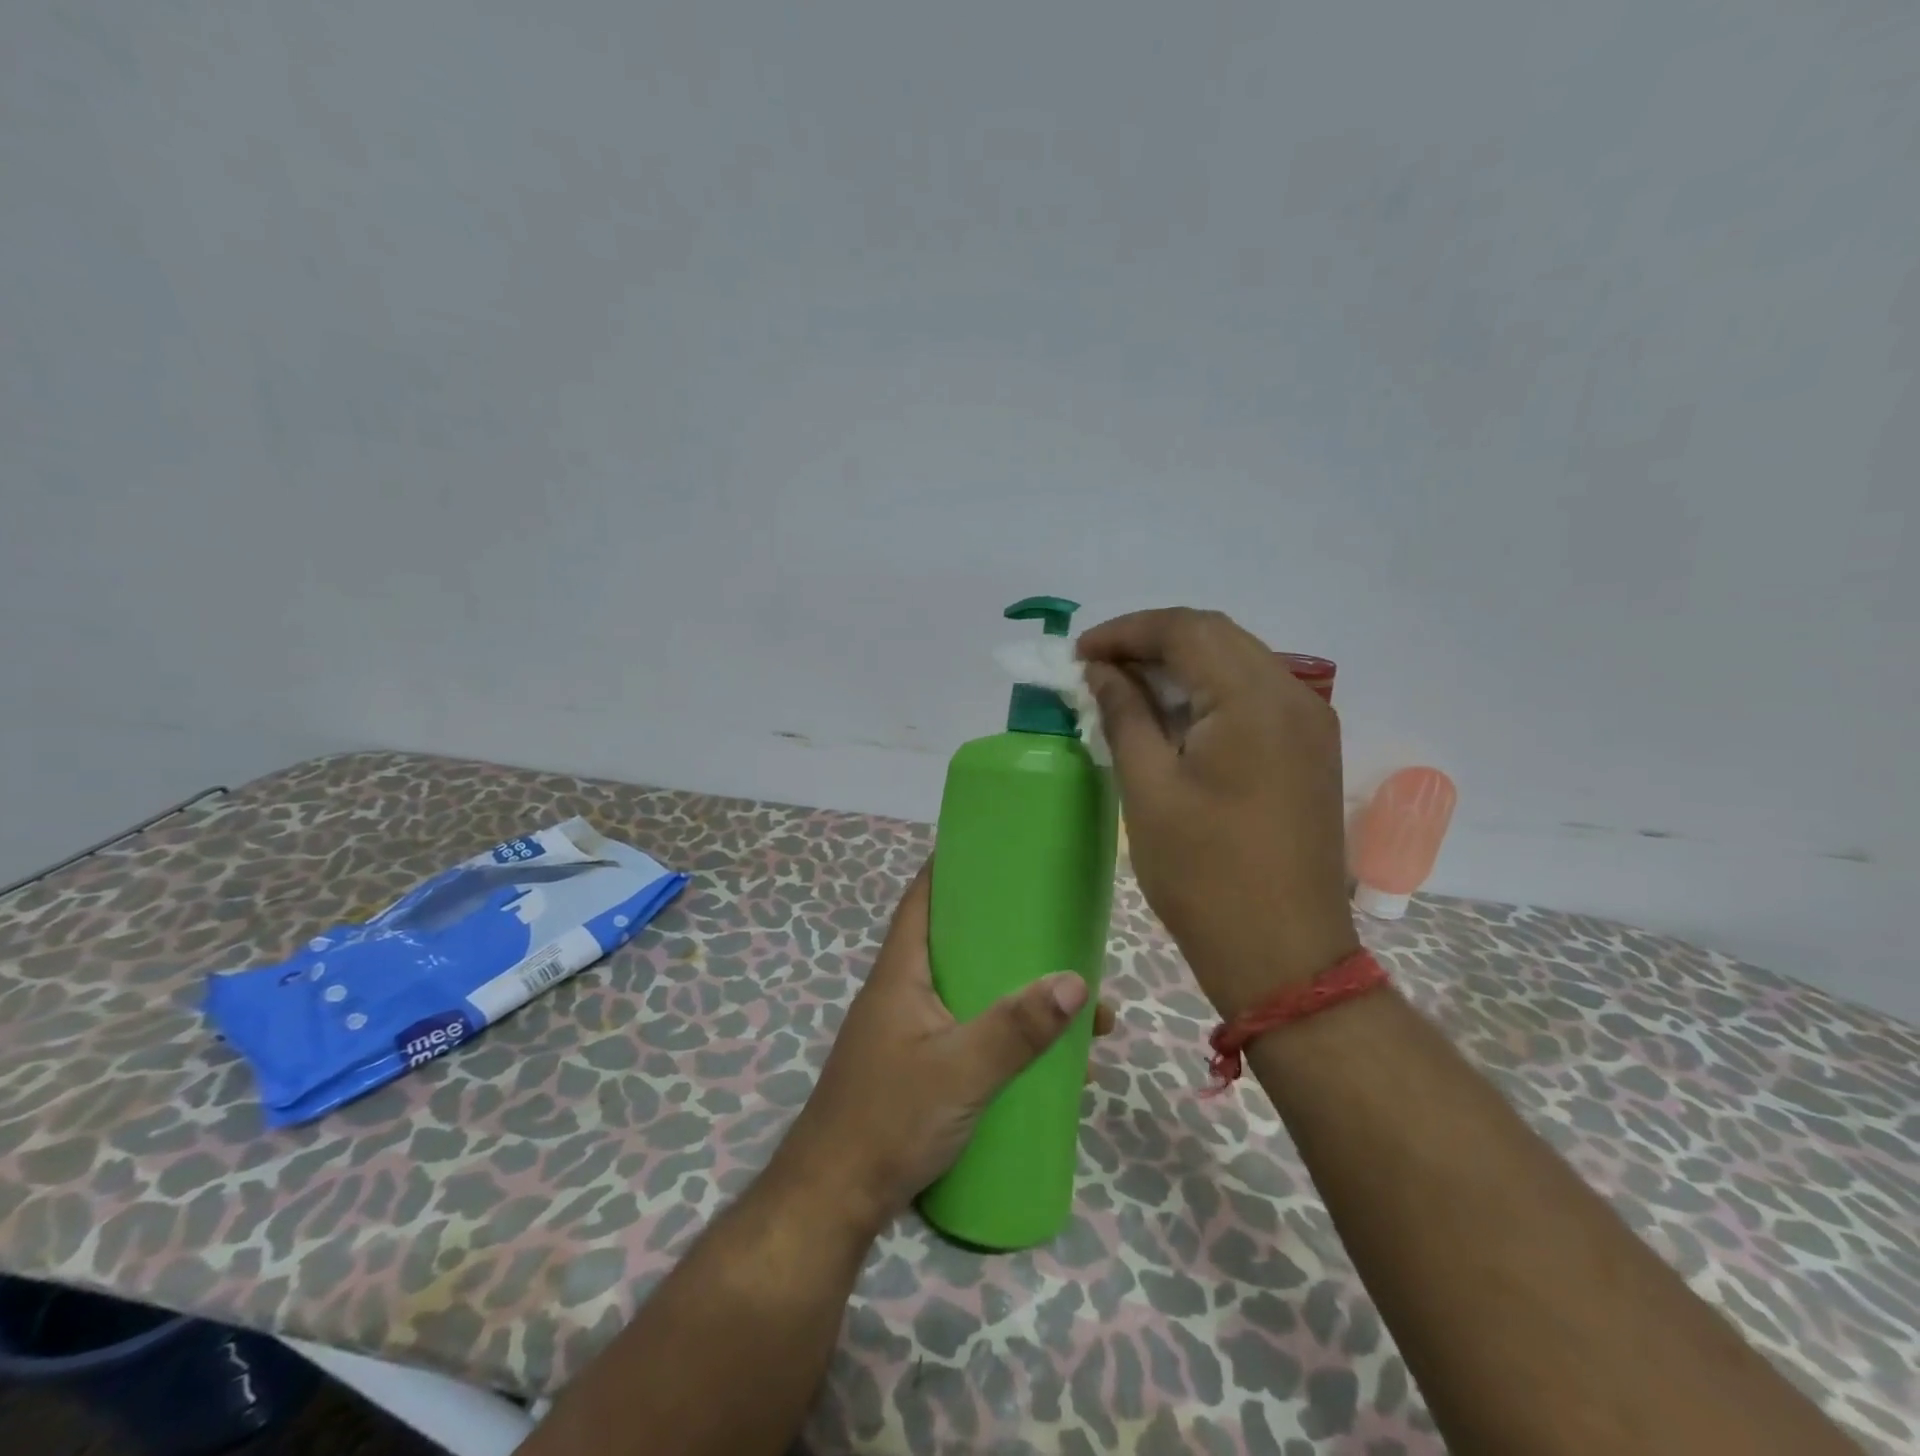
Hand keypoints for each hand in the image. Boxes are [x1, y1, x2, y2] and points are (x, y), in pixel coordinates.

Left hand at [772, 864, 1116, 1238]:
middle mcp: (905, 993)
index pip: (922, 899)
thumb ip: (1016, 1028)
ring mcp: (912, 1033)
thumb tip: (1076, 981)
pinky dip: (1008, 1036)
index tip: (996, 851)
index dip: (952, 867)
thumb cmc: (888, 1119)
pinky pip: (973, 1034)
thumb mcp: (960, 1070)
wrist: (835, 1201)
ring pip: (973, 994)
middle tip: (1060, 932)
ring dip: (1018, 995)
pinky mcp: (922, 1069)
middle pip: (959, 946)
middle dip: (1010, 939)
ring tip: (1076, 1005)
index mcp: (902, 972)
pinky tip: (1049, 1059)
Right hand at [1079, 607, 1358, 1017]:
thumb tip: (1101, 671)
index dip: (1126, 631)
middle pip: (1216, 637)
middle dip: (1152, 642)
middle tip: (1097, 669)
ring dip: (1180, 666)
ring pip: (1237, 663)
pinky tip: (1172, 718)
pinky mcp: (1310, 751)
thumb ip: (1124, 714)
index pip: (1186, 629)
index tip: (1079, 654)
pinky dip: (1208, 693)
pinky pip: (1254, 697)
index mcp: (1254, 700)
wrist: (1284, 957)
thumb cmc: (1204, 875)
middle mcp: (1294, 696)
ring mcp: (1310, 724)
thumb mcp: (1148, 789)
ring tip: (1126, 690)